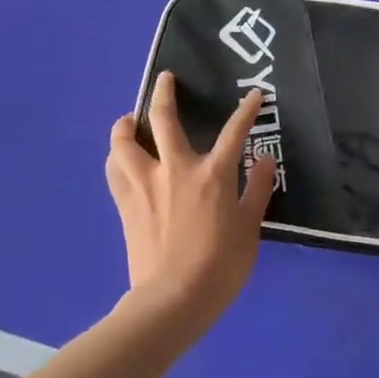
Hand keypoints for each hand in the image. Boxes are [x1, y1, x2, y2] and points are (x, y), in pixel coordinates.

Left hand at [106, 71, 277, 339]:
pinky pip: (114, 171)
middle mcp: (175, 169)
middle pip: (163, 120)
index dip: (246, 111)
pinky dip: (116, 158)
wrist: (173, 298)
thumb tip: (264, 158)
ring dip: (126, 125)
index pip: (234, 132)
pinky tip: (121, 159)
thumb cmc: (221, 264)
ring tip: (129, 120)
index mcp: (212, 174)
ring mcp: (145, 185)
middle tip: (165, 79)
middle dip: (164, 94)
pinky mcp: (125, 204)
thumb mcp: (250, 226)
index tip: (255, 95)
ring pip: (124, 142)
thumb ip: (258, 188)